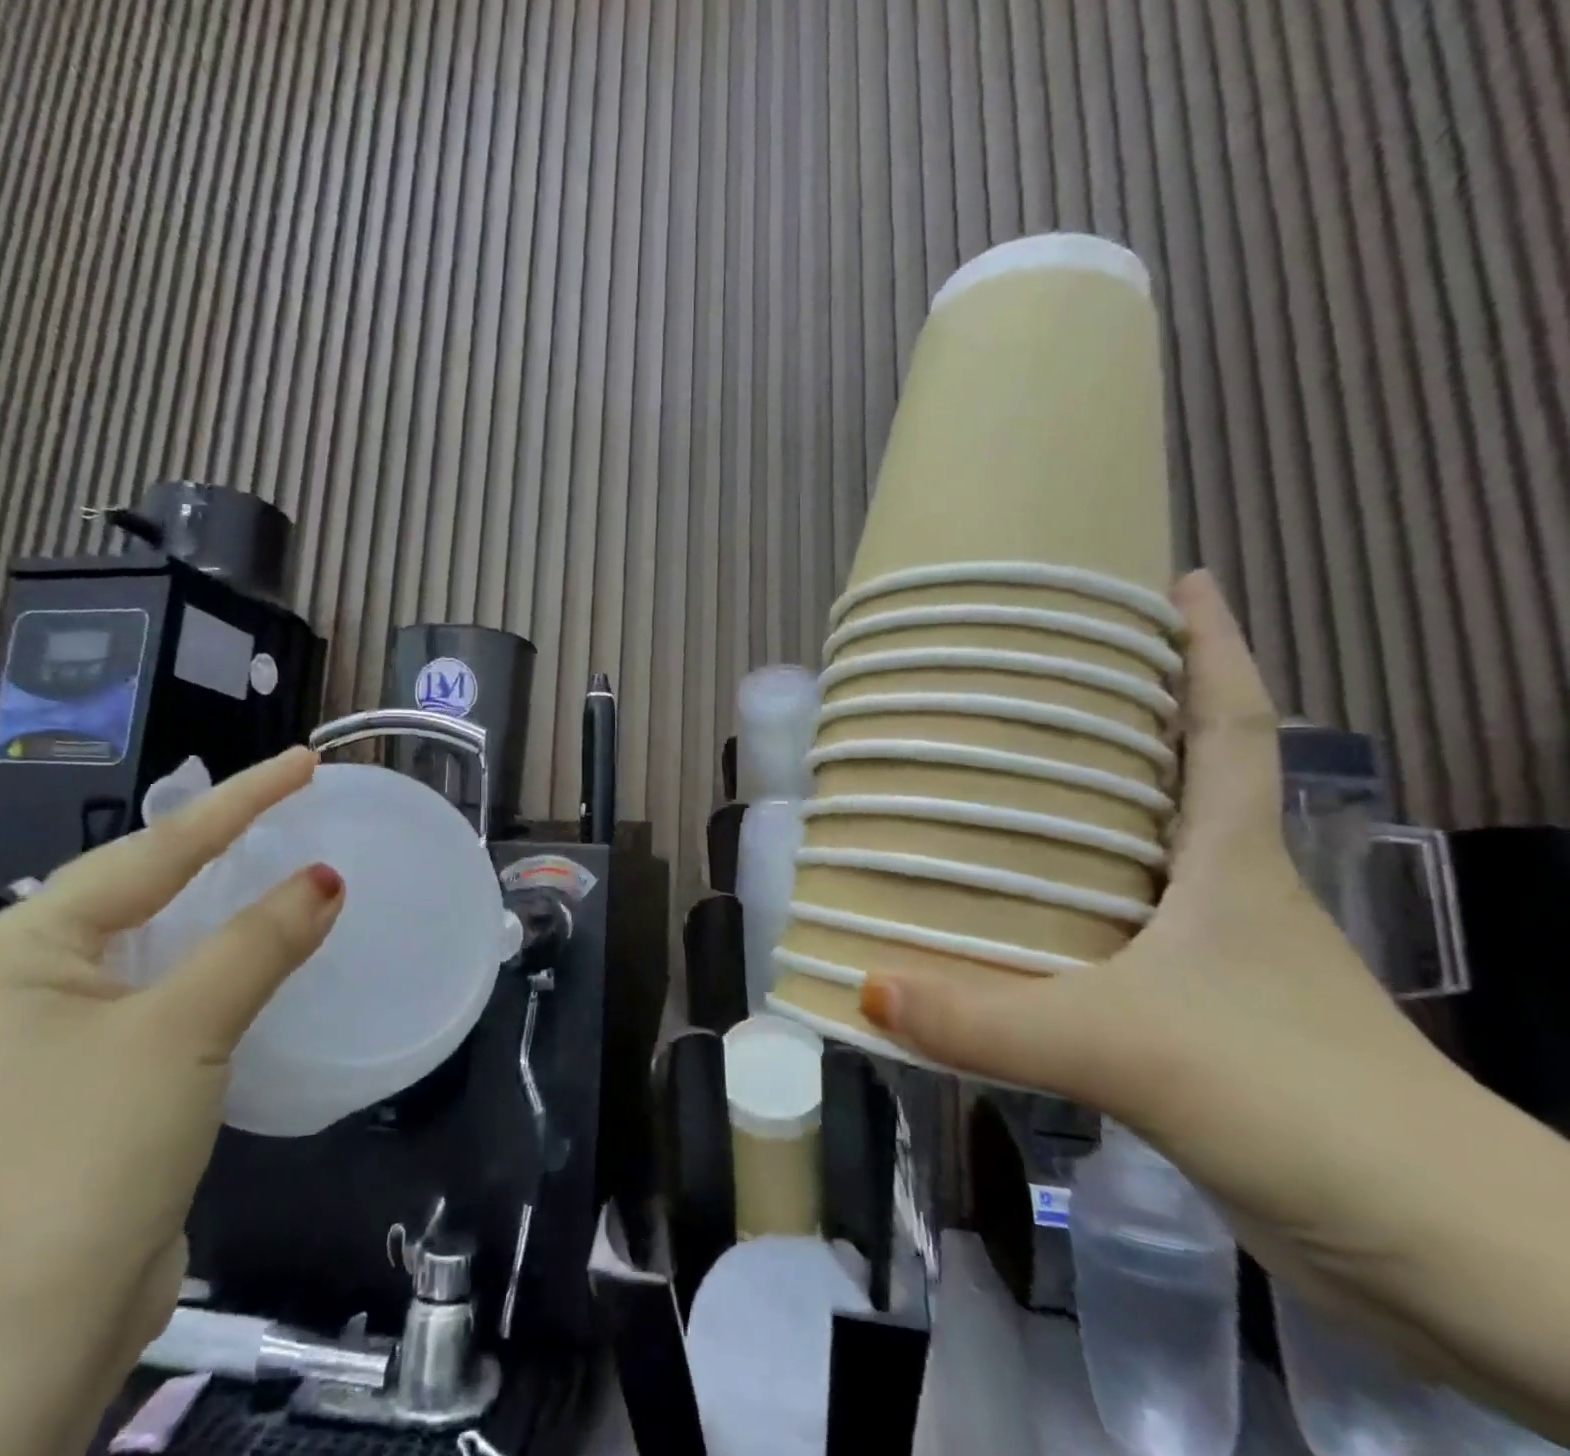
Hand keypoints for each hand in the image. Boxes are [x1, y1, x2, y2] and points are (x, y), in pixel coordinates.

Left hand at [0, 747, 342, 1455]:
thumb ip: (259, 943)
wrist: (15, 1344)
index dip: (240, 800)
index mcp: (26, 948)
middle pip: (152, 886)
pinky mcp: (103, 1080)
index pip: (156, 849)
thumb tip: (327, 878)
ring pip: (167, 942)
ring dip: (231, 906)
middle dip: (227, 843)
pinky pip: (177, 992)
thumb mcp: (181, 1032)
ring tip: (290, 860)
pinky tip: (266, 952)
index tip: (303, 761)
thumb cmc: (84, 1157)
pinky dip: (226, 966)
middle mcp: (36, 979)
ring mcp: (66, 1034)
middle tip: (298, 803)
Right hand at [859, 572, 1483, 1364]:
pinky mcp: (1194, 1021)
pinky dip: (1063, 910)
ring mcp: (1216, 959)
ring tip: (995, 786)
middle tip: (1034, 682)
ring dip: (1083, 815)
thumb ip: (988, 1020)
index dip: (1213, 648)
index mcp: (1233, 862)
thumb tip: (868, 986)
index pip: (1231, 726)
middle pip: (1177, 778)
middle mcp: (1227, 893)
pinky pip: (1110, 935)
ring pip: (1137, 857)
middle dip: (1123, 717)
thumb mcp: (1129, 1049)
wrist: (1438, 1254)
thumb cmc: (1300, 1102)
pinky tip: (1006, 919)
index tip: (1180, 581)